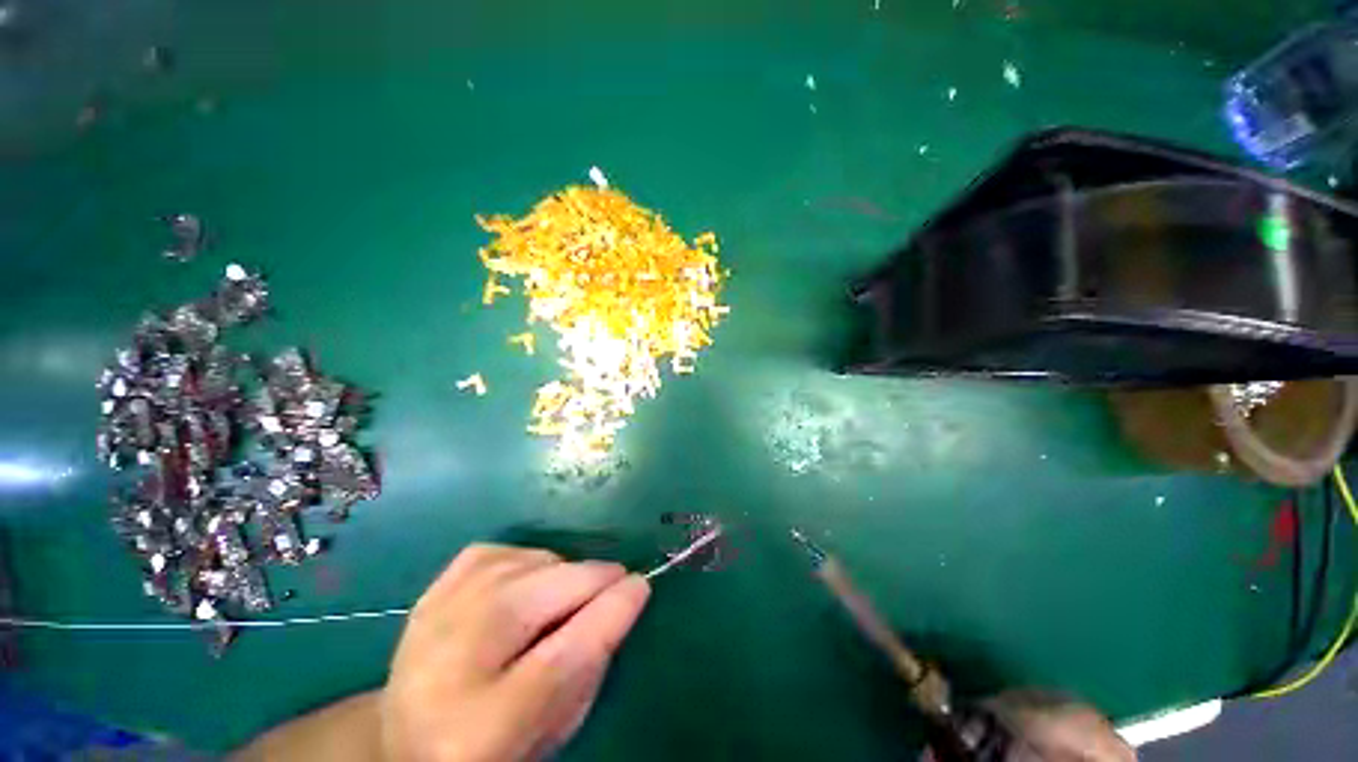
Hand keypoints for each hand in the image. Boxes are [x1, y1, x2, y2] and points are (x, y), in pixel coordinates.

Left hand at [381, 544, 651, 761]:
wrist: (403, 737)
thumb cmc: (492, 744)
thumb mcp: (552, 729)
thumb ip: (590, 668)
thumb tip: (625, 598)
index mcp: (480, 727)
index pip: (562, 656)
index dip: (611, 611)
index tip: (642, 585)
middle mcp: (450, 660)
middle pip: (546, 591)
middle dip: (594, 580)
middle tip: (611, 588)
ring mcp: (436, 614)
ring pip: (531, 563)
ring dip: (562, 575)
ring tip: (558, 601)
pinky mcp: (436, 586)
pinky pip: (504, 551)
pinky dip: (529, 562)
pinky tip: (526, 586)